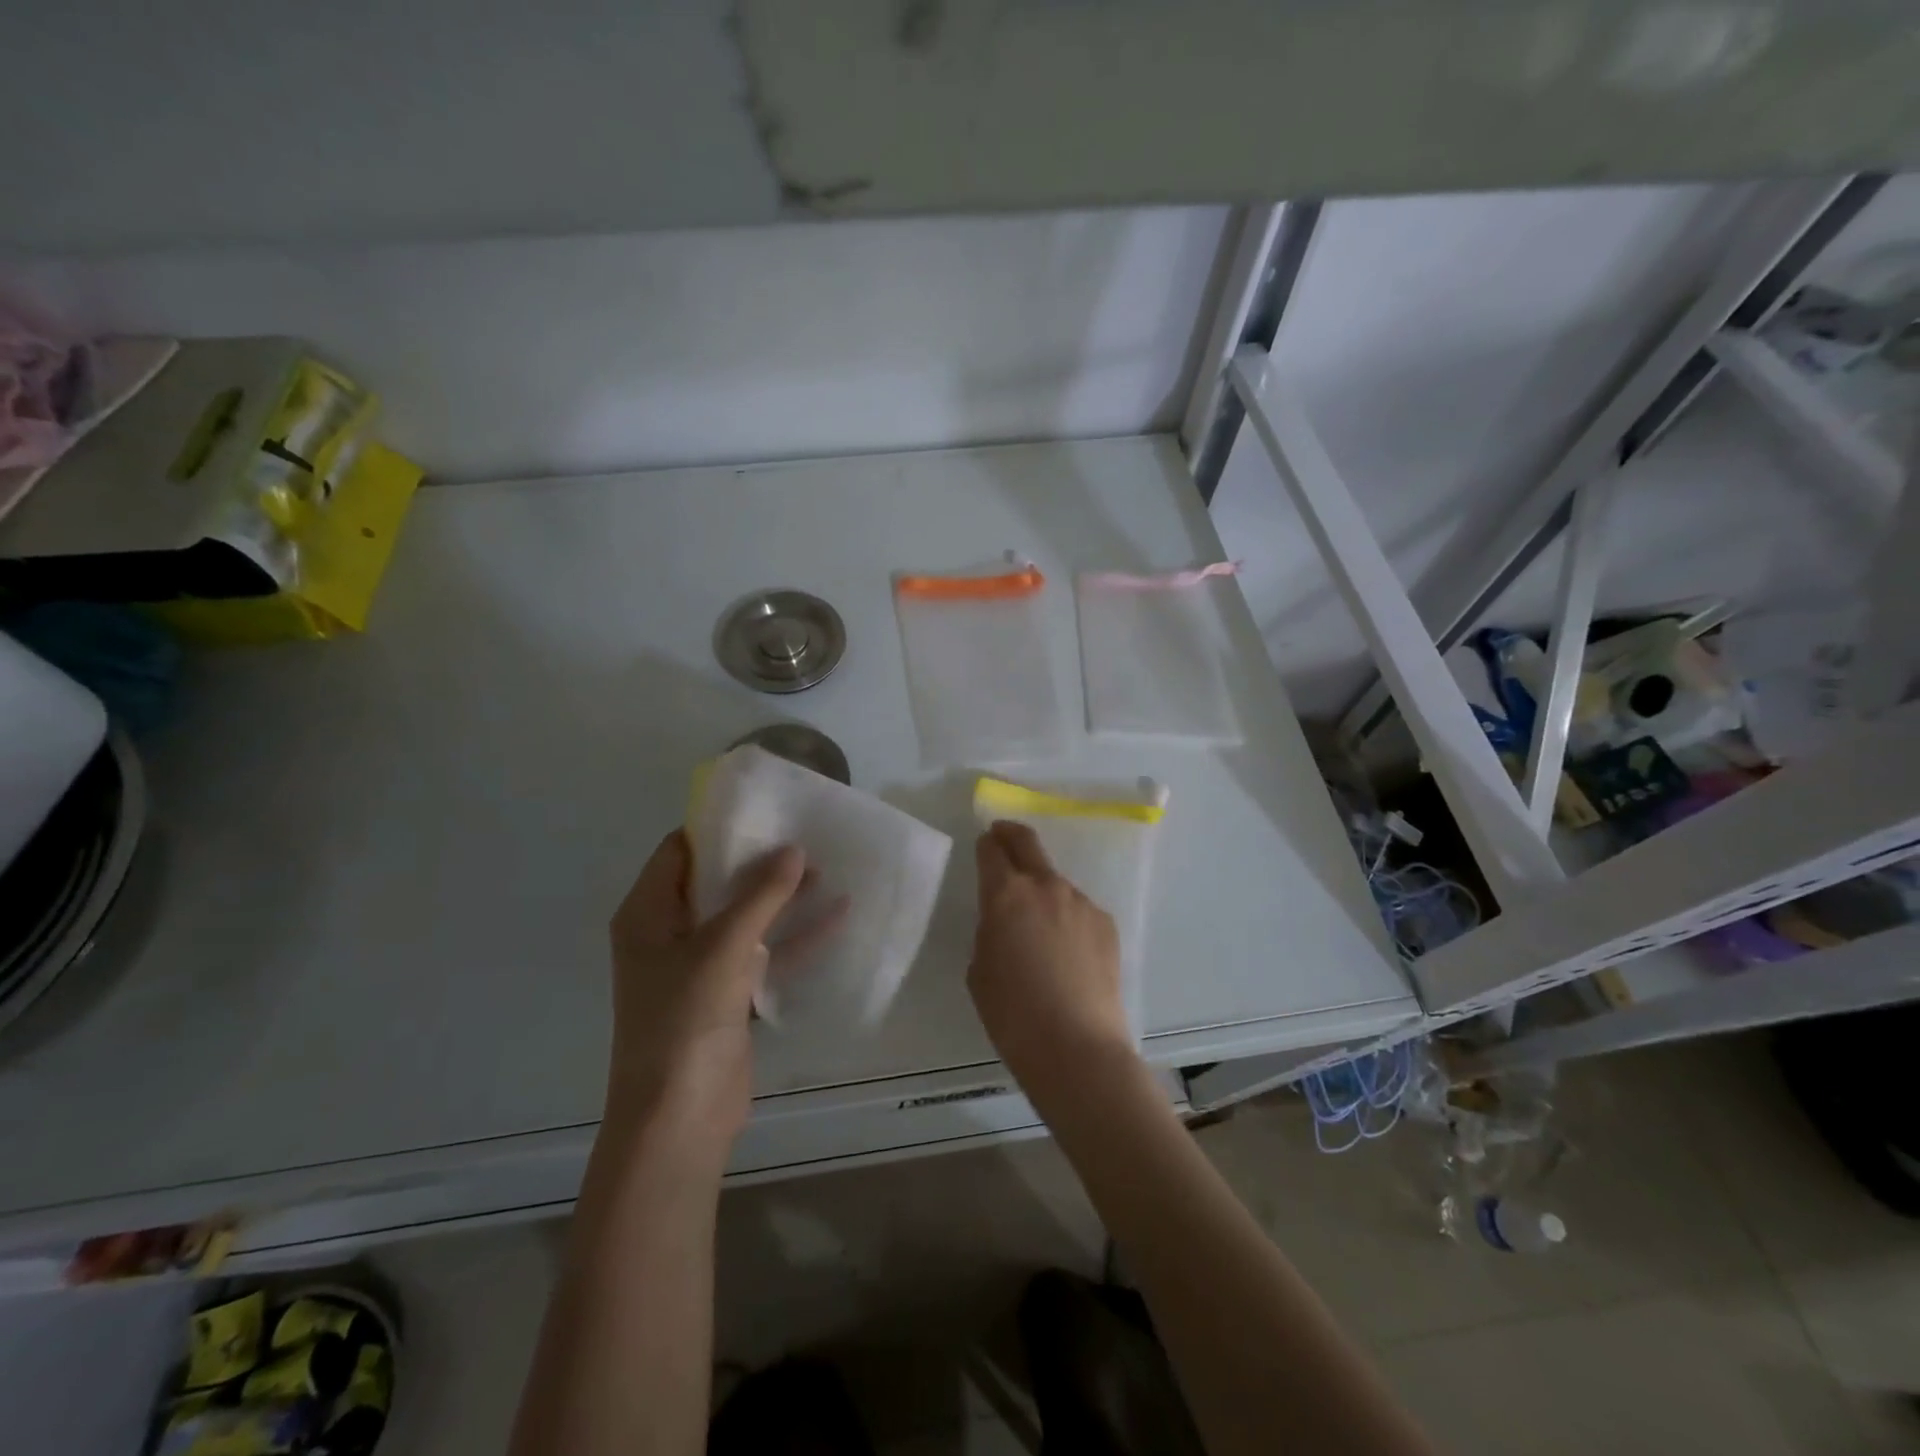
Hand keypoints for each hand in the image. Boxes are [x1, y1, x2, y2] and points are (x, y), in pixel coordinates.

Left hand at [604, 832, 840, 1152]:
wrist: (679, 1120)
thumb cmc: (684, 1021)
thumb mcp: (723, 948)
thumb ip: (760, 896)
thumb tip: (794, 849)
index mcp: (647, 915)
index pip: (679, 852)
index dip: (718, 828)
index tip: (763, 808)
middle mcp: (669, 935)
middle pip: (716, 882)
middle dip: (759, 859)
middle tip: (804, 832)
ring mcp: (700, 967)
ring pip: (745, 917)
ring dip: (783, 896)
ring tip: (828, 865)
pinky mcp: (729, 996)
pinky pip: (764, 953)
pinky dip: (795, 936)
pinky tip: (838, 915)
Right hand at [968, 822, 1135, 1099]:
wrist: (1077, 1048)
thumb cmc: (1013, 1014)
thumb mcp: (980, 970)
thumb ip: (990, 932)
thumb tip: (1005, 923)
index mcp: (1006, 894)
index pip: (991, 851)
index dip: (985, 845)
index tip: (983, 845)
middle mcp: (1045, 886)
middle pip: (1027, 843)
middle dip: (1011, 835)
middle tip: (1002, 837)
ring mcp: (1081, 902)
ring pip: (1055, 882)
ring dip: (1041, 890)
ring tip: (1038, 927)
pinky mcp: (1105, 924)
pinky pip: (1077, 910)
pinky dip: (1067, 919)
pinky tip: (1066, 954)